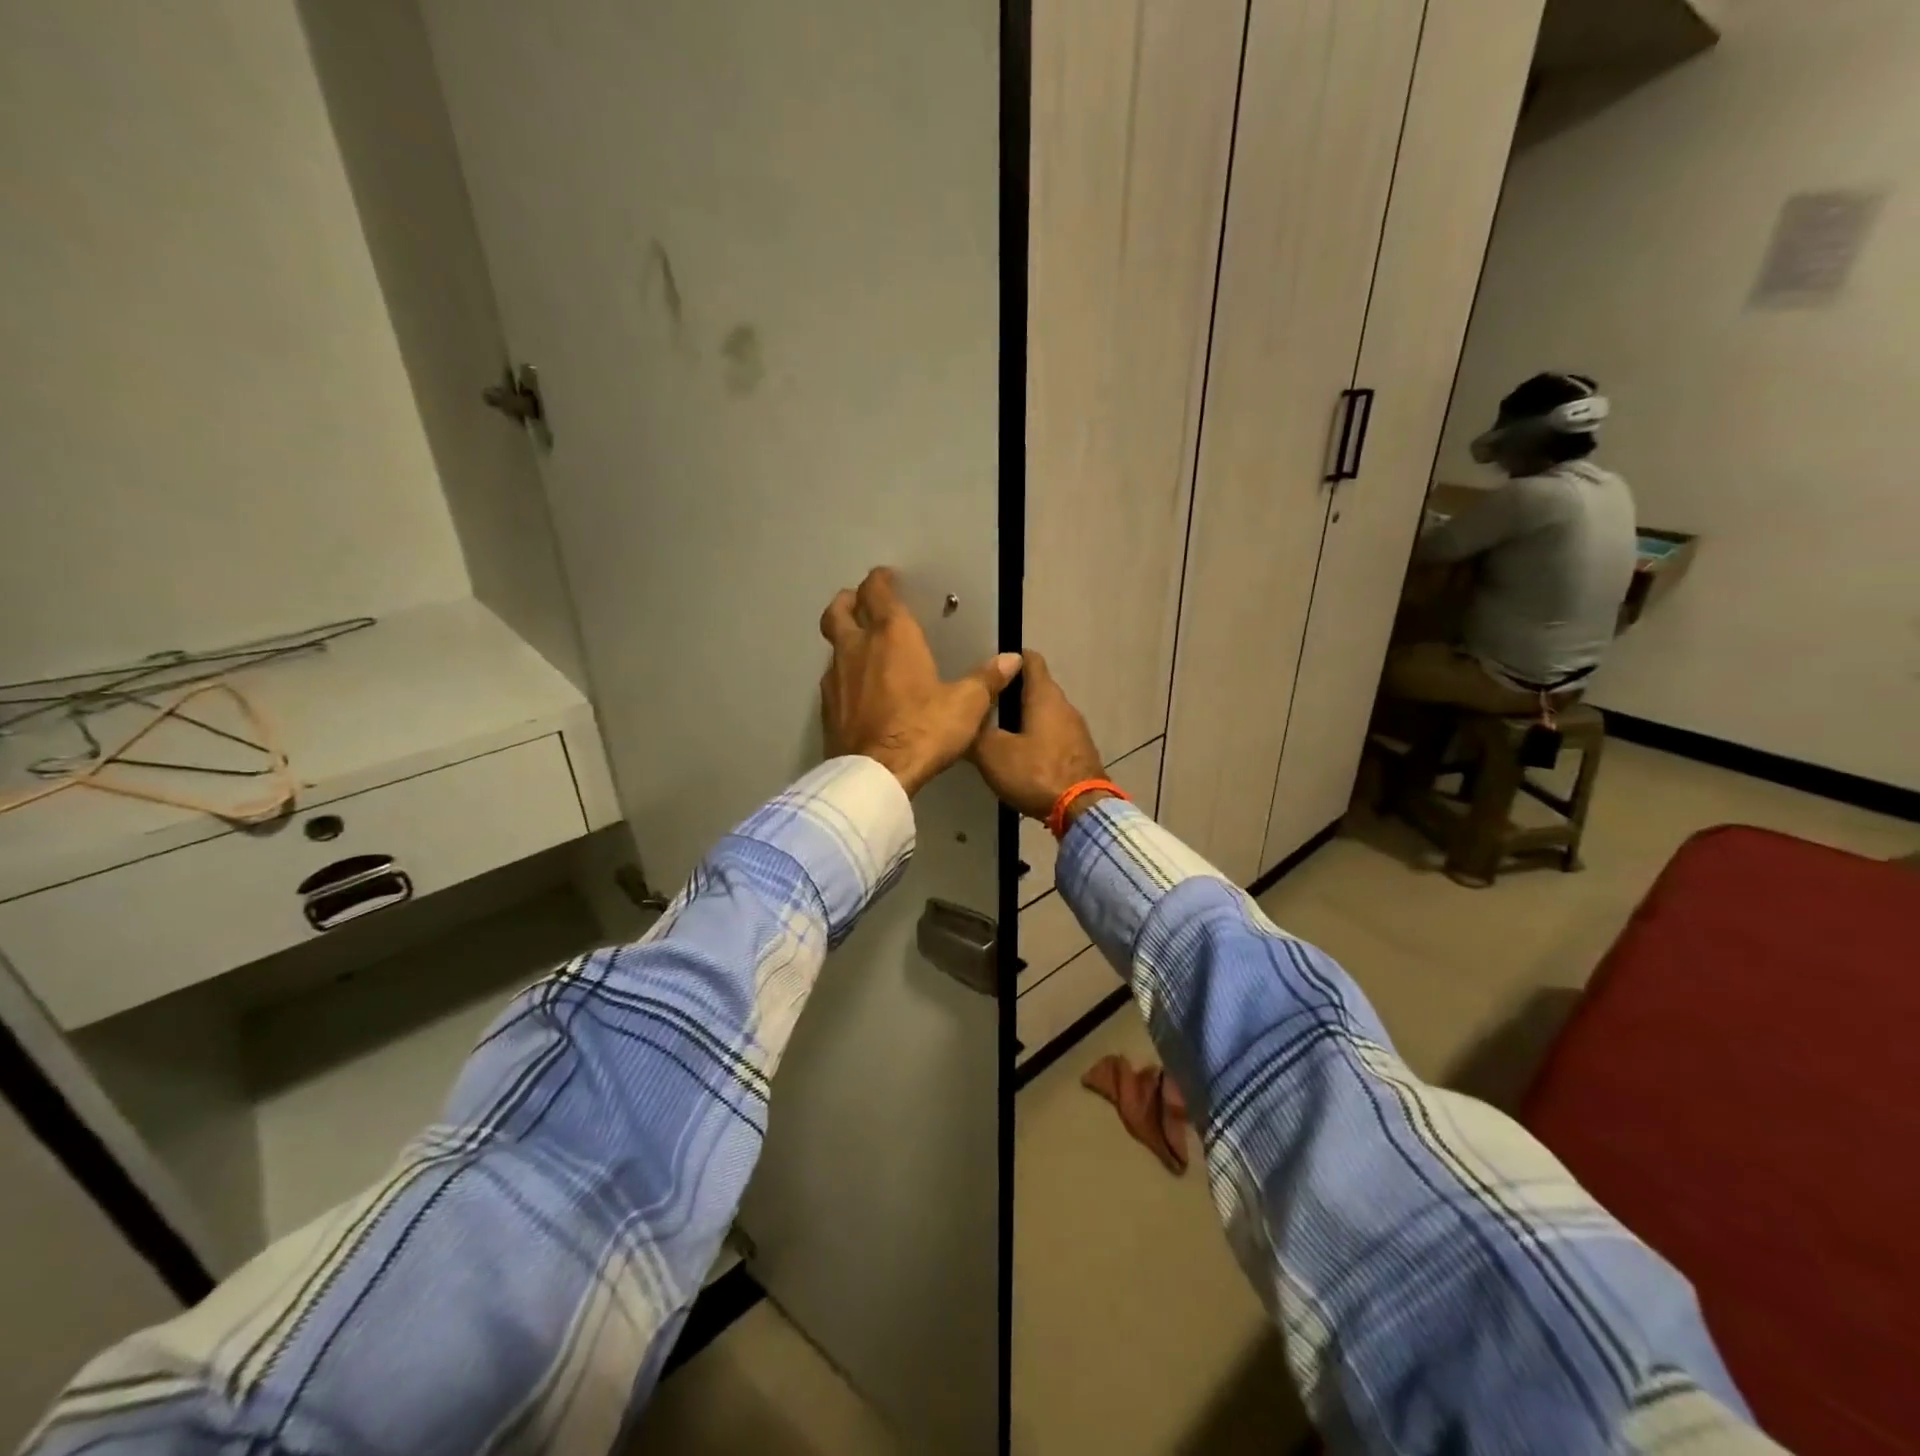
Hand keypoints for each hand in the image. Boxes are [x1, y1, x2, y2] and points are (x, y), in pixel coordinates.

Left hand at [819, 567, 1021, 796]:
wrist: (876, 775)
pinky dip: (842, 673)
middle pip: (839, 610)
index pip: (878, 592)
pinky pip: (832, 677)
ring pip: (833, 644)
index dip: (880, 580)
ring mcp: (835, 677)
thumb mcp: (966, 705)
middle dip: (849, 600)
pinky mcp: (826, 706)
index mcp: (893, 636)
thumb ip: (987, 679)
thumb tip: (1012, 659)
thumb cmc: (924, 730)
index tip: (887, 578)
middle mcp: (857, 647)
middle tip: (860, 602)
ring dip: (844, 638)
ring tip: (861, 647)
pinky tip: (856, 689)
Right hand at [969, 651, 1107, 822]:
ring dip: (1022, 719)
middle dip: (1010, 694)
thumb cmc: (1036, 773)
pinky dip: (1036, 740)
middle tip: (982, 707)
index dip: (1008, 659)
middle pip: (1035, 688)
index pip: (1029, 659)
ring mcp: (1076, 730)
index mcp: (1044, 695)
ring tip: (996, 734)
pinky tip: (1019, 758)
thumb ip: (976, 732)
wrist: (1082, 811)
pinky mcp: (1080, 753)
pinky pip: (1053, 736)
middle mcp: (1065, 705)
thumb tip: (963, 719)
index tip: (987, 670)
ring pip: (1044, 714)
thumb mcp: (993, 753)